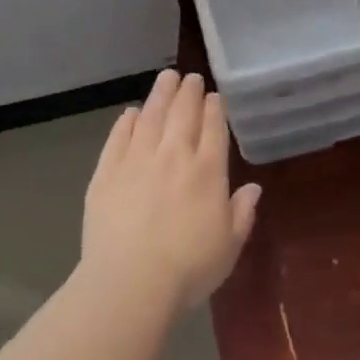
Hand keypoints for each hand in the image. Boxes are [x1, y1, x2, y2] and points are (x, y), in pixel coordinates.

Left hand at [81, 70, 260, 310]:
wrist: (131, 281)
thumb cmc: (189, 269)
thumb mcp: (229, 246)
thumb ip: (242, 213)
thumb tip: (253, 188)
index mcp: (208, 172)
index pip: (213, 129)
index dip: (215, 110)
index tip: (214, 96)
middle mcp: (174, 156)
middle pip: (182, 114)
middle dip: (189, 93)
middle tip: (191, 78)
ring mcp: (137, 160)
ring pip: (150, 117)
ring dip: (160, 95)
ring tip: (166, 78)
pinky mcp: (106, 172)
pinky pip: (118, 137)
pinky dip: (126, 121)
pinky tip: (131, 113)